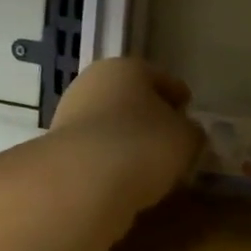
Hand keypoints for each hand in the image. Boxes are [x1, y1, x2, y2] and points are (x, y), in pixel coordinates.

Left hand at [50, 58, 203, 213]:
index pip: (164, 80)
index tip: (190, 118)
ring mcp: (70, 115)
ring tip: (151, 167)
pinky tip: (126, 180)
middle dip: (151, 119)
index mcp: (128, 68)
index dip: (181, 99)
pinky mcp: (57, 150)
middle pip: (132, 100)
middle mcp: (94, 82)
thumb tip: (186, 134)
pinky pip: (96, 152)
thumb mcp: (187, 139)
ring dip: (129, 142)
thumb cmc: (143, 145)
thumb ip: (192, 132)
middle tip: (172, 143)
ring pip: (111, 126)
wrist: (82, 182)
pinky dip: (111, 162)